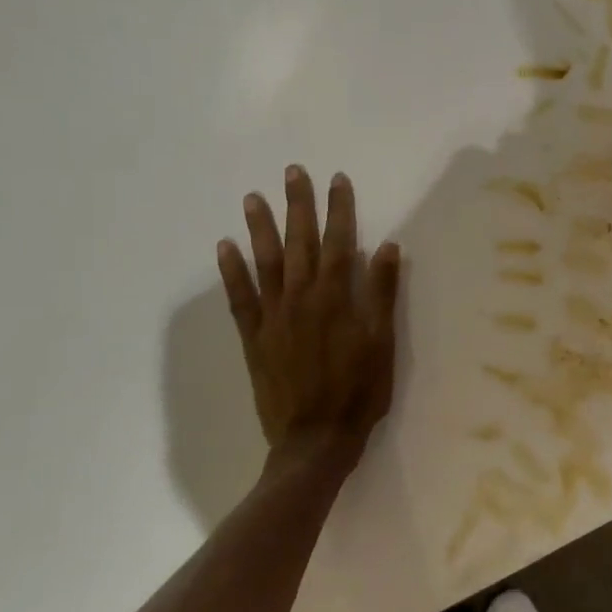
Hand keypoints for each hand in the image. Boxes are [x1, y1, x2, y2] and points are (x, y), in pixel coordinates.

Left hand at [215, 167, 402, 488]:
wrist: (316, 439)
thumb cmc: (359, 390)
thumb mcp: (382, 342)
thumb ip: (381, 293)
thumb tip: (386, 246)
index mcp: (335, 298)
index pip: (338, 241)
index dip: (339, 209)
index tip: (337, 179)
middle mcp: (301, 298)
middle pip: (299, 243)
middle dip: (297, 205)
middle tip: (292, 172)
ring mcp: (273, 317)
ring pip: (266, 263)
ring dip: (260, 228)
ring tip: (253, 198)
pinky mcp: (254, 338)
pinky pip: (239, 299)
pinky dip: (231, 272)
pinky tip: (225, 248)